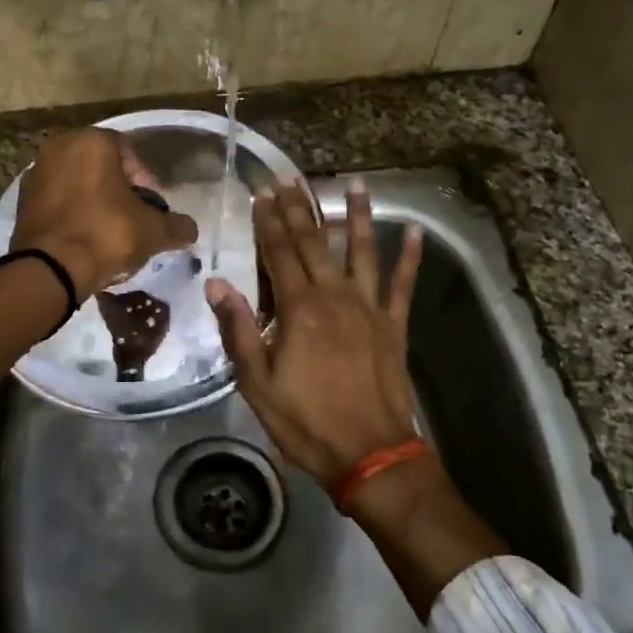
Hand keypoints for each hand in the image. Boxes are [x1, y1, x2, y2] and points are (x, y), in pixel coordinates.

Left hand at [11, 129, 199, 298]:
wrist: (50, 270)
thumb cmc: (106, 235)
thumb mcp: (153, 231)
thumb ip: (177, 226)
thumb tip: (190, 230)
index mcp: (92, 141)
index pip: (130, 153)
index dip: (146, 183)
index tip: (152, 209)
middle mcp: (59, 147)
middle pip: (101, 168)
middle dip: (119, 192)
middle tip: (133, 220)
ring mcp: (36, 172)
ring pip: (78, 184)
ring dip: (95, 203)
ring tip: (109, 233)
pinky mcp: (22, 201)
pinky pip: (57, 202)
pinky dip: (72, 214)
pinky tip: (84, 239)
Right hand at [205, 179, 422, 488]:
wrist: (370, 454)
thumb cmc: (306, 421)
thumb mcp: (257, 382)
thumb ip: (240, 329)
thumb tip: (217, 284)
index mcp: (300, 309)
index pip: (278, 253)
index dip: (269, 221)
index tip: (262, 193)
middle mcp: (335, 297)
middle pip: (314, 243)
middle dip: (300, 208)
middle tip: (291, 178)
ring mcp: (370, 308)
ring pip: (362, 251)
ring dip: (358, 216)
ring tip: (356, 183)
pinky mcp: (394, 326)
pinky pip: (404, 285)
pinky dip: (410, 258)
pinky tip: (415, 233)